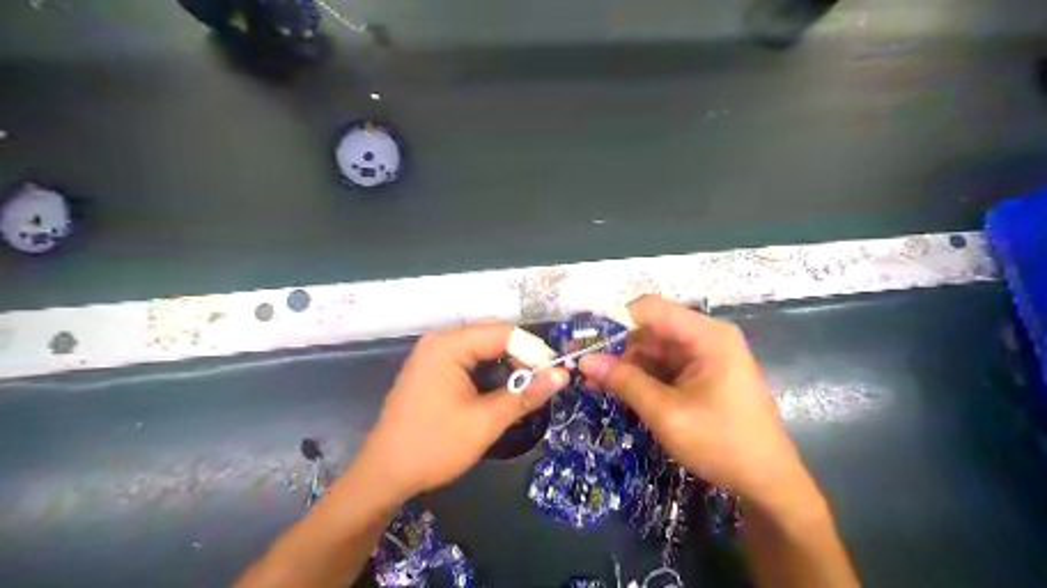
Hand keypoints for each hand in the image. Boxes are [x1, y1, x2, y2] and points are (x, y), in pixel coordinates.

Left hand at [354, 325, 570, 498]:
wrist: (384, 475)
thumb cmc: (434, 446)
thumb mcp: (485, 422)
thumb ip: (525, 395)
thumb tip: (562, 375)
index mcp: (448, 345)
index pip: (504, 332)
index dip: (533, 351)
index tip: (554, 375)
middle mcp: (440, 341)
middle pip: (493, 336)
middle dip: (521, 357)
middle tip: (542, 383)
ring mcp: (433, 354)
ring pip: (483, 348)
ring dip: (507, 365)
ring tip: (526, 390)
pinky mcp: (433, 369)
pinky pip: (470, 359)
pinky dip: (490, 372)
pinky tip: (501, 391)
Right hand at [581, 297, 808, 508]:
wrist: (767, 481)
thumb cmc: (721, 443)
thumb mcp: (666, 413)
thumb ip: (625, 381)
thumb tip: (584, 360)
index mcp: (706, 335)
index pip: (650, 309)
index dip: (616, 322)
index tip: (587, 344)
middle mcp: (705, 337)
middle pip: (650, 330)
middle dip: (617, 349)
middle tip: (585, 371)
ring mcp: (704, 355)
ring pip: (653, 349)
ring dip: (625, 365)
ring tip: (594, 384)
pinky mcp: (701, 373)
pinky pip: (664, 366)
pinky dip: (641, 377)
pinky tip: (617, 389)